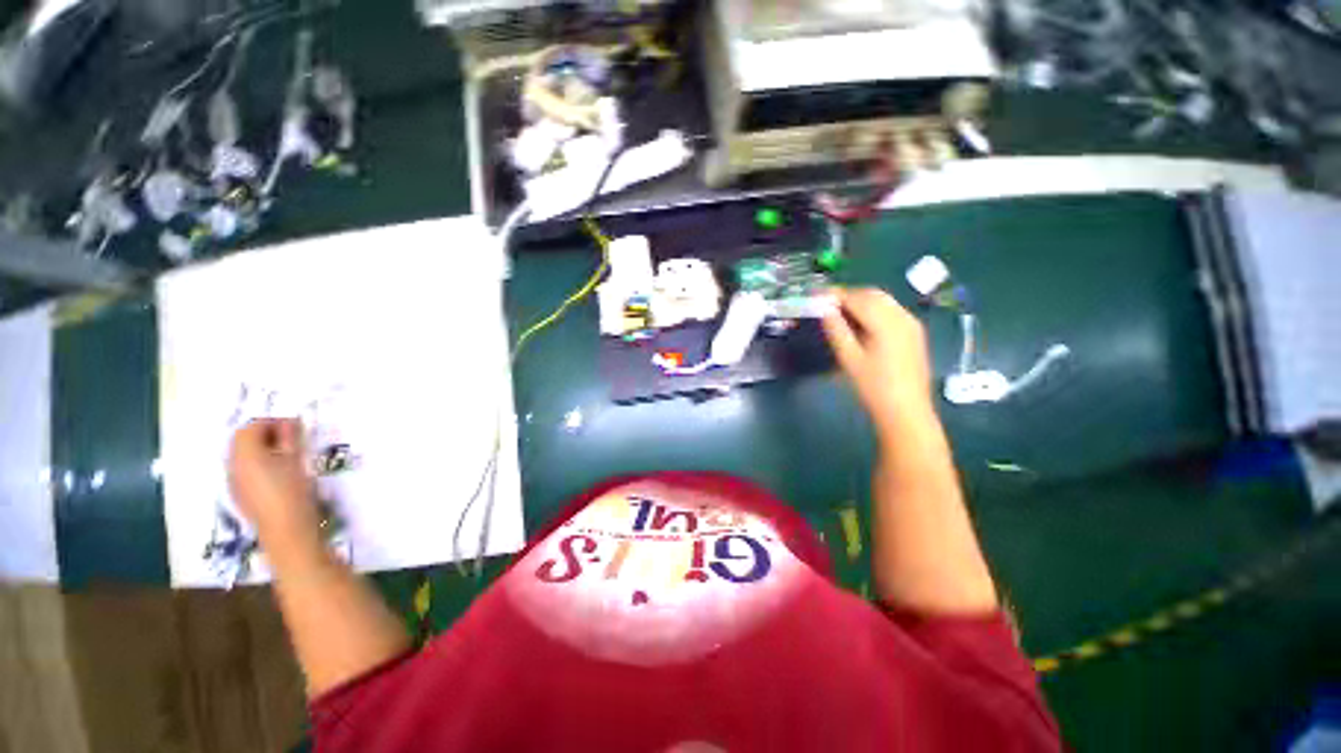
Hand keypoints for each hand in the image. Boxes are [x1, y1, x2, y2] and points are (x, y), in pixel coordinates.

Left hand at [228, 418, 320, 549]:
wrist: (287, 530)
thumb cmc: (295, 491)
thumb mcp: (297, 461)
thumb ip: (290, 438)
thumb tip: (290, 422)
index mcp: (245, 455)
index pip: (250, 428)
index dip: (271, 423)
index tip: (294, 426)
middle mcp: (233, 466)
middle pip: (241, 441)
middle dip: (264, 435)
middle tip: (290, 438)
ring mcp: (234, 482)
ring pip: (242, 456)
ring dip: (261, 450)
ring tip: (286, 455)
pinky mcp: (240, 495)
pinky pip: (244, 471)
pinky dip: (258, 464)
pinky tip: (278, 473)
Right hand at [822, 287, 934, 436]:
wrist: (906, 411)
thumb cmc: (873, 387)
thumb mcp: (849, 359)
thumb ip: (836, 330)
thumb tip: (825, 309)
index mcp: (886, 323)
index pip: (857, 298)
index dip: (835, 294)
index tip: (816, 295)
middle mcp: (902, 316)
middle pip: (872, 294)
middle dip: (848, 295)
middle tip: (825, 303)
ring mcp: (911, 324)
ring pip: (883, 301)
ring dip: (860, 301)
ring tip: (839, 312)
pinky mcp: (914, 332)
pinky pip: (891, 310)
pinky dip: (873, 309)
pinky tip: (861, 322)